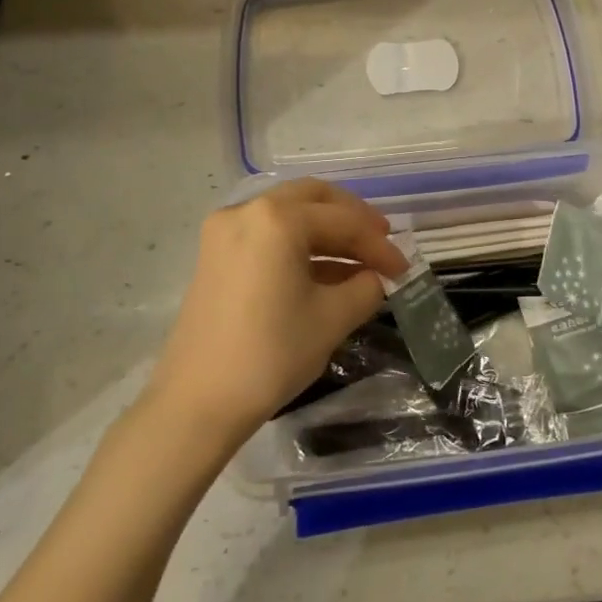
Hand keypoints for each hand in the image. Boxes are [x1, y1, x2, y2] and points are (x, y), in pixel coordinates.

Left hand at [147, 180, 407, 439]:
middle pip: (313, 198)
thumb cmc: (271, 354)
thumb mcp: (333, 319)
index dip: (379, 245)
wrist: (197, 402)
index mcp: (278, 219)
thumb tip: (375, 277)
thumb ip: (366, 287)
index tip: (404, 269)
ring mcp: (225, 231)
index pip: (344, 221)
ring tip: (358, 263)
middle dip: (351, 219)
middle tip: (380, 242)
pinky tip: (325, 273)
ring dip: (326, 232)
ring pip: (289, 213)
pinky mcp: (215, 255)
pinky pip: (268, 234)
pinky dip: (299, 245)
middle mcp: (248, 210)